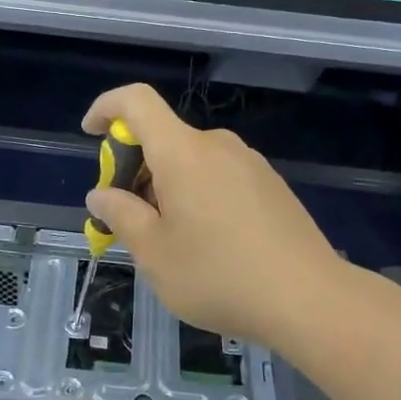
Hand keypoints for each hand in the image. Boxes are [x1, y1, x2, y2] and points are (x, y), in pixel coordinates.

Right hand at [82, 83, 347, 350]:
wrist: (309, 299)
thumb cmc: (219, 275)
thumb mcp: (154, 253)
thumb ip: (121, 215)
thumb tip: (102, 194)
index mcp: (183, 152)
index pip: (136, 101)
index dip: (106, 108)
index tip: (91, 135)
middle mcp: (218, 145)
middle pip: (164, 138)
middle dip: (135, 169)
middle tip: (129, 222)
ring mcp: (250, 164)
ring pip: (192, 161)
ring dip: (167, 187)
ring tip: (170, 243)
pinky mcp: (271, 186)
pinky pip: (219, 176)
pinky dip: (198, 195)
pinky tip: (209, 245)